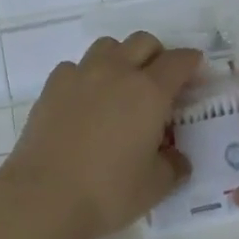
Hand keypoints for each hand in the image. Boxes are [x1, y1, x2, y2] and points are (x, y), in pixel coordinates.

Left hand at [0, 32, 200, 238]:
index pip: (179, 60)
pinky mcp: (52, 86)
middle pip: (143, 41)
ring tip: (121, 87)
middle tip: (160, 83)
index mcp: (149, 91)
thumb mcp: (155, 186)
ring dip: (121, 58)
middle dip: (157, 55)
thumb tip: (176, 158)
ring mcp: (80, 74)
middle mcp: (116, 72)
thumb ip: (173, 165)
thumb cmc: (107, 192)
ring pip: (108, 46)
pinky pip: (76, 66)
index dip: (191, 64)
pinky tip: (85, 102)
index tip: (195, 75)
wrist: (43, 196)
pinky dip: (87, 76)